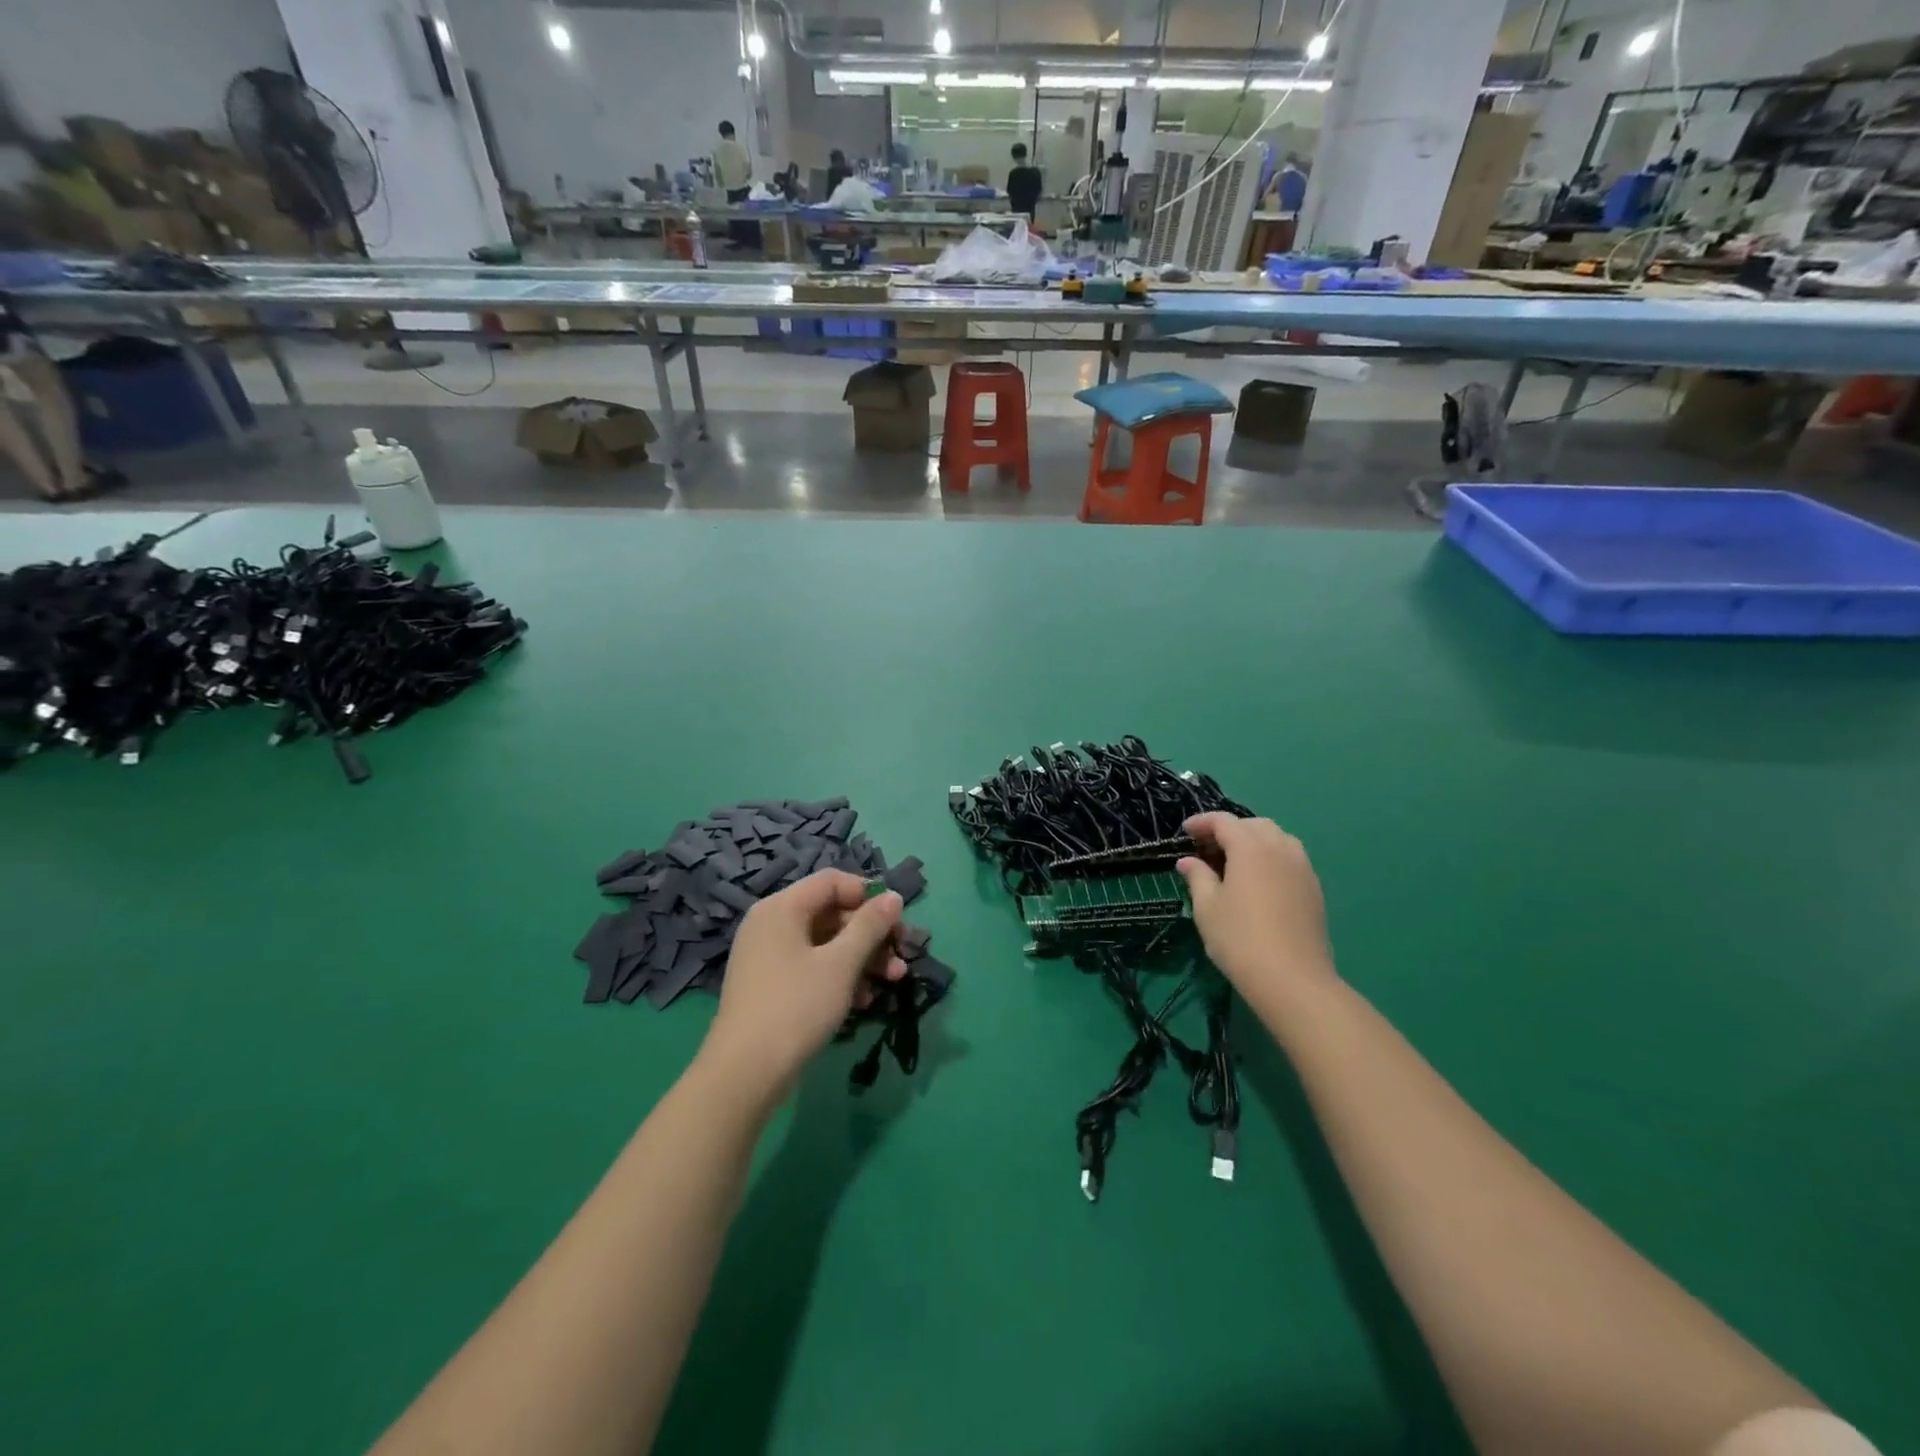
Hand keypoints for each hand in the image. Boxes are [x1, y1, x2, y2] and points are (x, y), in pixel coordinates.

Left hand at [700, 871, 905, 1100]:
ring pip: (825, 943)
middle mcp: (771, 924)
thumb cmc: (797, 1006)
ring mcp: (768, 956)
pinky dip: (840, 977)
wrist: (746, 1073)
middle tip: (901, 955)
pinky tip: (864, 1001)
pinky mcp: (771, 985)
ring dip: (862, 958)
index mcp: (782, 908)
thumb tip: (893, 896)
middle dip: (871, 934)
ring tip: (894, 980)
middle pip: (831, 913)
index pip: (831, 882)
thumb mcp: (841, 964)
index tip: (896, 920)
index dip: (868, 895)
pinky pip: (812, 966)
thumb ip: (870, 926)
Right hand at [1177, 813, 1334, 1004]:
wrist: (1293, 979)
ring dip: (1253, 841)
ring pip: (1277, 838)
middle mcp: (1280, 848)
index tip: (1185, 832)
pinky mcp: (1314, 888)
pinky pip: (1290, 858)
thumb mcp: (1207, 907)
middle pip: (1253, 825)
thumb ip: (1197, 876)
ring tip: (1234, 862)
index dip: (1202, 822)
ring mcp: (1302, 867)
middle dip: (1229, 829)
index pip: (1223, 821)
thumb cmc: (1240, 939)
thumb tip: (1188, 861)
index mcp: (1250, 847)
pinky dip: (1271, 857)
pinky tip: (1258, 881)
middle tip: (1207, 848)